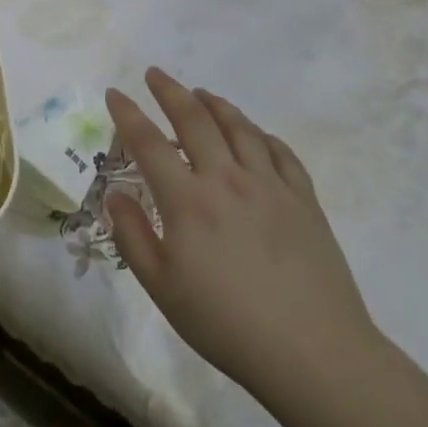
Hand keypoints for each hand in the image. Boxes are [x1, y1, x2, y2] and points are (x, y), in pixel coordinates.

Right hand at [104, 68, 376, 406]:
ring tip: (201, 93)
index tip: (115, 93)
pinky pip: (279, 151)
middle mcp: (227, 179)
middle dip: (170, 91)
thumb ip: (132, 235)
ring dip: (215, 104)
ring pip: (239, 128)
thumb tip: (114, 194)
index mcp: (187, 201)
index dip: (128, 114)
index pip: (149, 143)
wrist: (313, 352)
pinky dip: (260, 133)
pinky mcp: (304, 199)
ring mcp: (270, 185)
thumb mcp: (162, 288)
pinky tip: (253, 133)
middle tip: (155, 74)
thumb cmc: (226, 324)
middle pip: (195, 120)